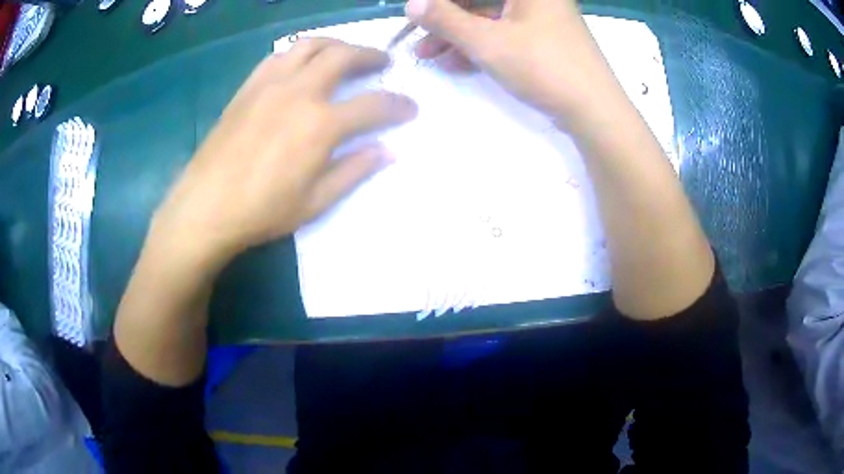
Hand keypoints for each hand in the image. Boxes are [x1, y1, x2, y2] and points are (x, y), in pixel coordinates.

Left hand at [150, 39, 417, 264]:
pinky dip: (299, 52)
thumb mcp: (315, 202)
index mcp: (321, 125)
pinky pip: (279, 55)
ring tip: (346, 53)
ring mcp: (270, 84)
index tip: (411, 107)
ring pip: (311, 45)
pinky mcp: (248, 87)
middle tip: (383, 63)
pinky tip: (302, 64)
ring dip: (336, 44)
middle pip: (344, 56)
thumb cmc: (261, 211)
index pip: (374, 104)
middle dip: (371, 56)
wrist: (205, 207)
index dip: (399, 104)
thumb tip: (388, 151)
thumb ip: (355, 171)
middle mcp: (299, 92)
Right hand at [407, 0, 620, 124]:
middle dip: (446, 20)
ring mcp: (542, 18)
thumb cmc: (543, 66)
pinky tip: (456, 63)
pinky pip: (505, 34)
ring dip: (458, 35)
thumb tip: (411, 4)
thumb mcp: (487, 42)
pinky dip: (480, 46)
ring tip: (429, 56)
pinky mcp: (545, 39)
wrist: (595, 111)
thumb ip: (446, 20)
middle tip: (418, 39)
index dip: (442, 2)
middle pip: (481, 1)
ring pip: (490, 18)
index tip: (418, 14)